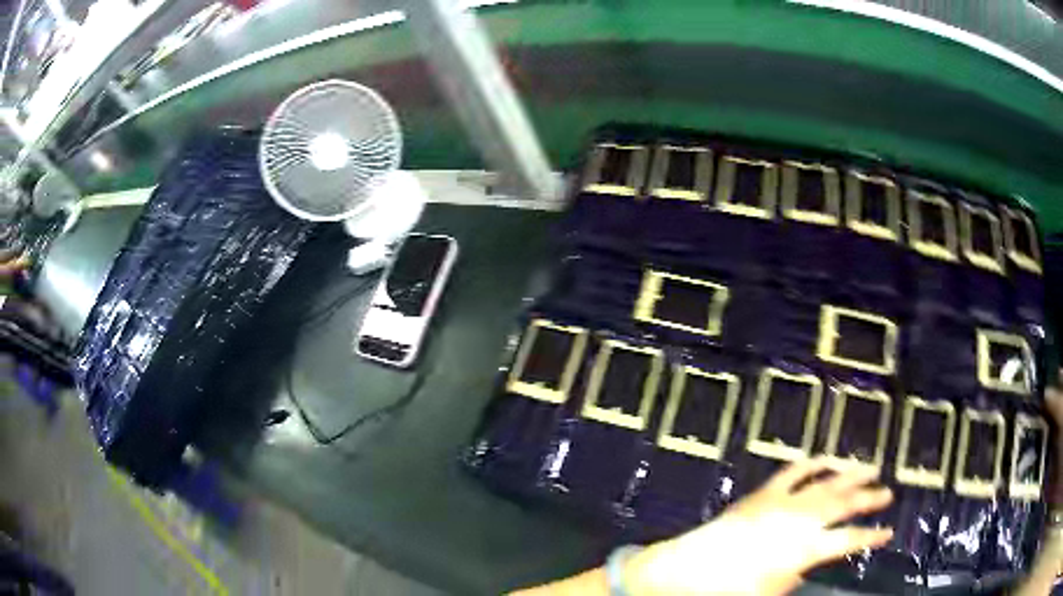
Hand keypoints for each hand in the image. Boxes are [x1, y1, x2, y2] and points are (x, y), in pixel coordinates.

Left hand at [623, 457, 893, 595]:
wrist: (686, 570)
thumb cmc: (728, 590)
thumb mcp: (770, 592)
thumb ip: (799, 576)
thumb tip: (813, 563)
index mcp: (804, 548)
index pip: (848, 540)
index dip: (871, 536)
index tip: (889, 531)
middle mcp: (798, 520)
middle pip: (842, 504)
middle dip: (868, 498)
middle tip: (888, 492)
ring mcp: (780, 501)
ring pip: (824, 482)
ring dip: (848, 473)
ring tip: (869, 467)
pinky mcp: (762, 494)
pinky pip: (791, 472)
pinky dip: (809, 464)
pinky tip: (822, 458)